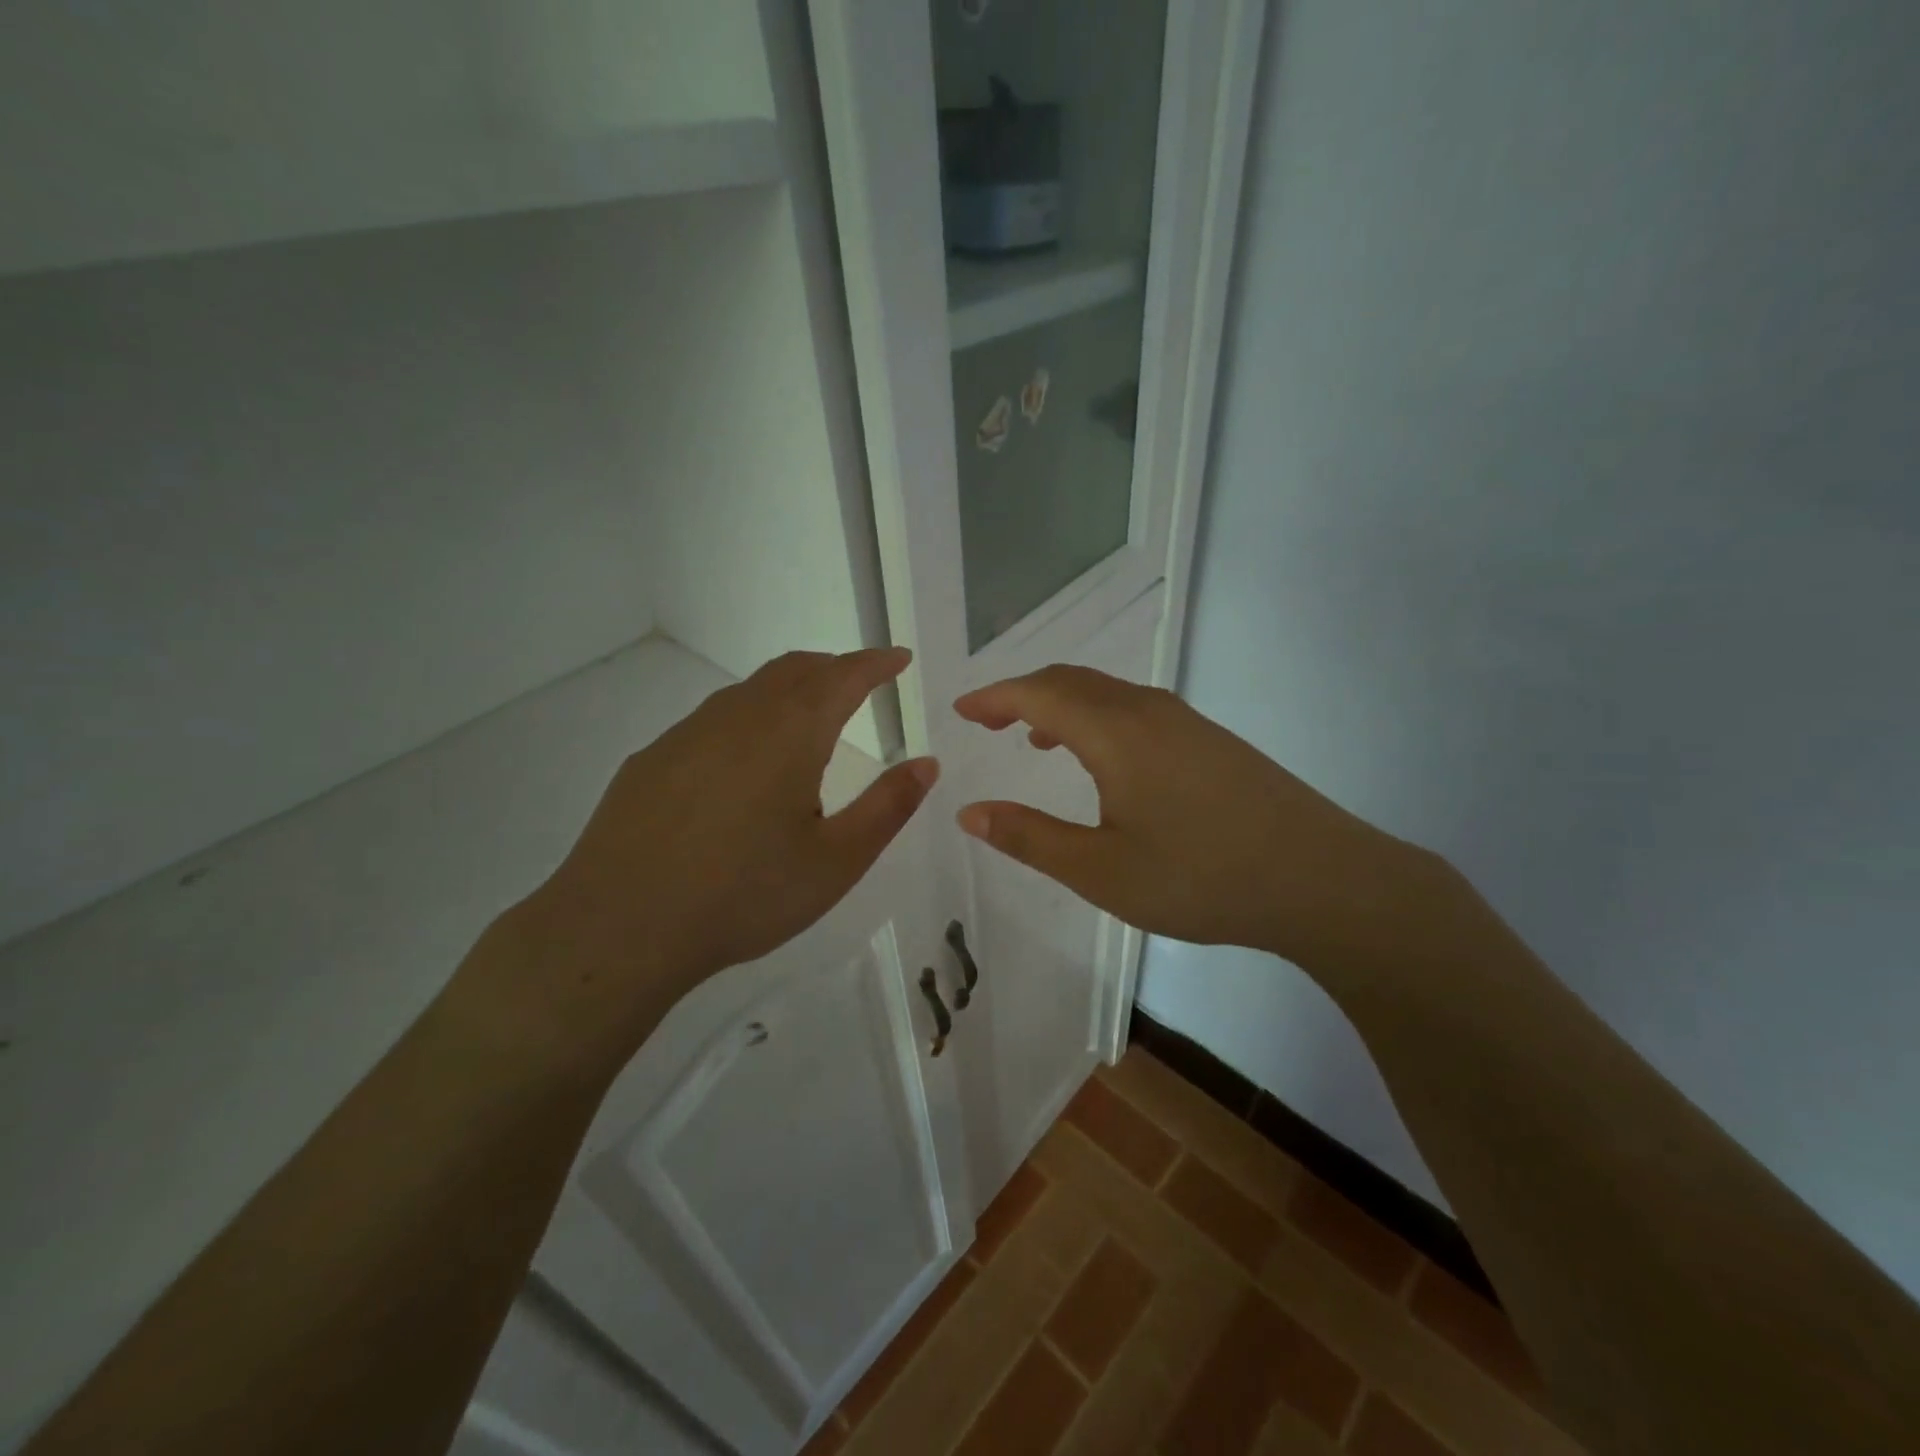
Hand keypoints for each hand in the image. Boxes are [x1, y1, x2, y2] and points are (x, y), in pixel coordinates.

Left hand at [470, 649, 937, 1071]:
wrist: (620, 928)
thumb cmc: (744, 896)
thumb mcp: (835, 862)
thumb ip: (887, 807)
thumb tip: (927, 763)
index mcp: (789, 734)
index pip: (842, 676)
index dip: (875, 663)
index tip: (898, 658)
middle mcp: (738, 717)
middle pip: (794, 670)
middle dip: (834, 667)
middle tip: (860, 682)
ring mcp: (686, 735)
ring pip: (749, 692)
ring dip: (789, 690)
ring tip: (808, 717)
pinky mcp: (651, 760)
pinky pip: (712, 720)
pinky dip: (748, 718)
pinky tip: (743, 763)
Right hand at [953, 666, 1430, 974]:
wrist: (1322, 879)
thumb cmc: (1200, 877)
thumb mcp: (1100, 870)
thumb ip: (1030, 837)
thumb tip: (969, 812)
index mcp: (1115, 733)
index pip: (1039, 693)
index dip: (994, 696)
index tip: (961, 709)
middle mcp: (1148, 711)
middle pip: (1072, 680)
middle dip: (1023, 694)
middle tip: (988, 720)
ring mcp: (1186, 722)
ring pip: (1107, 693)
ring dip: (1062, 704)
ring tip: (1035, 739)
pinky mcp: (1210, 740)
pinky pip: (1135, 709)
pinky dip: (1097, 717)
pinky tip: (1102, 759)